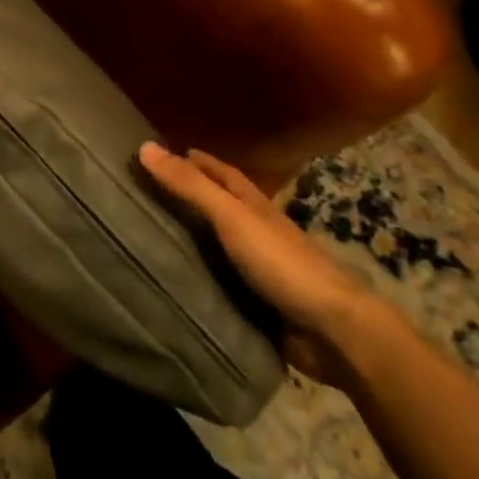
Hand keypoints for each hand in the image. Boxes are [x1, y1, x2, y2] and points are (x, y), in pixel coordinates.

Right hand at [139, 143, 376, 383]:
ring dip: (192, 243)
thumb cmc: (281, 263)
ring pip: (218, 248)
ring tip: (150, 240)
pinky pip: (220, 286)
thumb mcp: (231, 217)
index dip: (197, 162)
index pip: (223, 175)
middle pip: (220, 209)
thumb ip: (190, 186)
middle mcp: (258, 233)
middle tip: (147, 195)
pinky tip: (175, 284)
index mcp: (255, 207)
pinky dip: (200, 281)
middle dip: (190, 199)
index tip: (166, 153)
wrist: (333, 331)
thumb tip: (145, 147)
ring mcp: (259, 271)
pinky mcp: (258, 306)